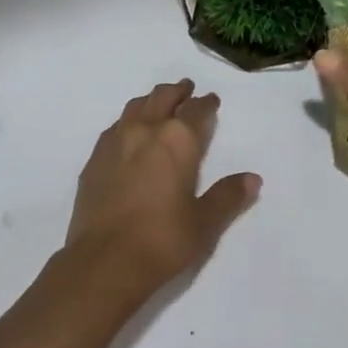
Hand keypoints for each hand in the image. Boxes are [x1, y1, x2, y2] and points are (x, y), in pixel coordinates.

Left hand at [66, 79, 261, 291]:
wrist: (104, 259)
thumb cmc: (162, 240)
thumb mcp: (204, 223)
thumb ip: (228, 196)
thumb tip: (252, 178)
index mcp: (177, 141)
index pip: (195, 111)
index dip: (205, 103)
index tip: (211, 99)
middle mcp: (145, 130)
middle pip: (161, 98)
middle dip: (177, 92)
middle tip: (186, 88)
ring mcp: (115, 141)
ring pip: (135, 107)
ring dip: (150, 100)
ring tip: (158, 102)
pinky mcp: (94, 158)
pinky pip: (115, 127)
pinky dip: (128, 121)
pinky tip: (128, 132)